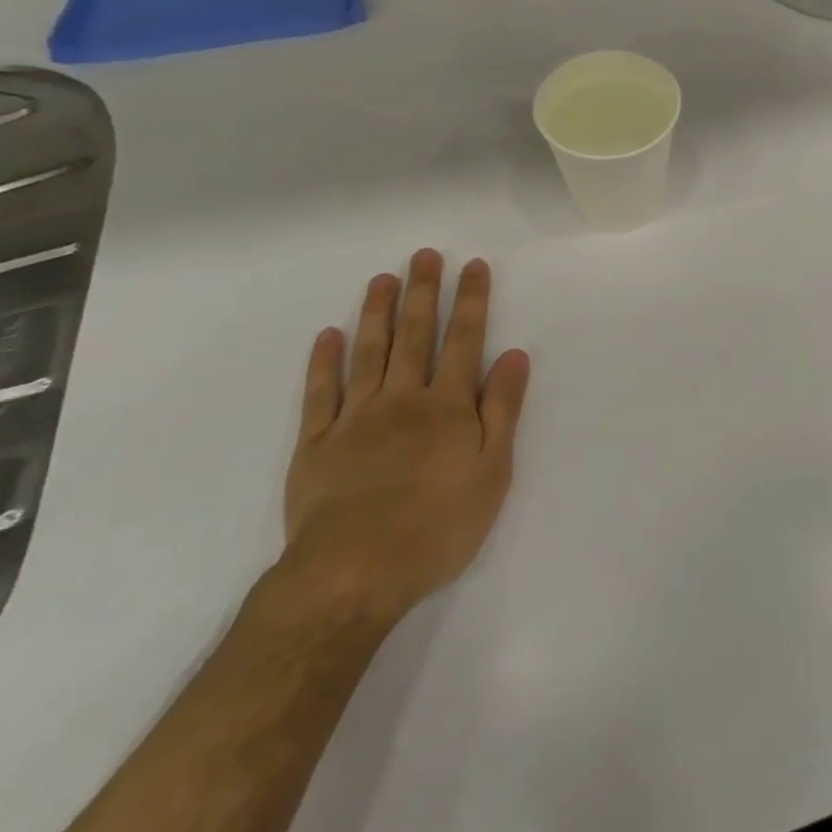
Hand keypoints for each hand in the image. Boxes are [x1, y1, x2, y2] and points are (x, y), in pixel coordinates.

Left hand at [281, 250, 530, 629]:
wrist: (352, 575)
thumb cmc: (436, 527)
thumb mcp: (492, 472)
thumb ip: (503, 410)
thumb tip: (515, 355)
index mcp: (447, 407)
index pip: (465, 341)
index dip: (471, 301)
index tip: (473, 266)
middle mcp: (402, 399)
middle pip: (415, 336)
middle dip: (423, 292)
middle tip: (425, 256)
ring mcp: (355, 418)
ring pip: (368, 353)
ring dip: (377, 312)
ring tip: (383, 279)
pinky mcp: (316, 444)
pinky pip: (320, 393)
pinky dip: (324, 362)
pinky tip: (329, 335)